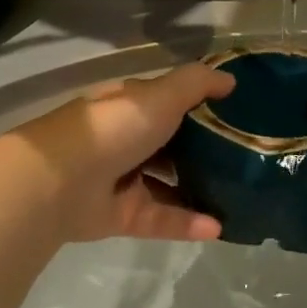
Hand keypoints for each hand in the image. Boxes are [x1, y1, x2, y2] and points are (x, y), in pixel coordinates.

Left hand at [13, 63, 234, 245]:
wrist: (61, 180)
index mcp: (131, 106)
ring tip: (238, 196)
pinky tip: (219, 227)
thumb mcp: (160, 95)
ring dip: (199, 189)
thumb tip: (231, 80)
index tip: (236, 113)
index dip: (199, 105)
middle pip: (170, 144)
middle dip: (203, 150)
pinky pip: (161, 218)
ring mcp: (122, 179)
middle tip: (245, 158)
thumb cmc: (114, 127)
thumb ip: (196, 84)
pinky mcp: (122, 215)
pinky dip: (187, 223)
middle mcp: (126, 139)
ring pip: (167, 184)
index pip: (168, 101)